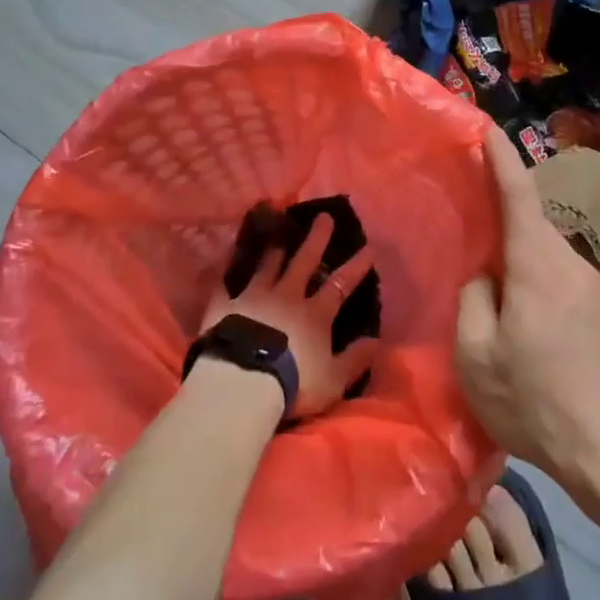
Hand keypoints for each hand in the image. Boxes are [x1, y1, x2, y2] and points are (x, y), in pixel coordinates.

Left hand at [201, 214, 378, 420]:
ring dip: (275, 247)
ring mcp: (254, 297)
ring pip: (267, 265)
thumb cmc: (292, 383)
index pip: (340, 285)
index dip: (356, 267)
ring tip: (278, 227)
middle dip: (316, 239)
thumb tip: (375, 340)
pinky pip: (224, 281)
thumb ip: (355, 359)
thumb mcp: (333, 380)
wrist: (242, 383)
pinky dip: (226, 267)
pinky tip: (227, 253)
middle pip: (304, 262)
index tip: (369, 248)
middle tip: (323, 216)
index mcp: (315, 315)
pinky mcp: (224, 305)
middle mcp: (286, 296)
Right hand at [456, 130, 599, 488]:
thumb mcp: (476, 356)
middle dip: (508, 242)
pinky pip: (576, 293)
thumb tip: (487, 276)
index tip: (489, 128)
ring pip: (555, 267)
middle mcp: (575, 264)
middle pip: (534, 233)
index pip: (518, 194)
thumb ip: (474, 299)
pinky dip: (555, 305)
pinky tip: (552, 353)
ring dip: (532, 281)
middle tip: (484, 277)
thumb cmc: (536, 401)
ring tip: (518, 333)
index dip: (501, 158)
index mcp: (537, 265)